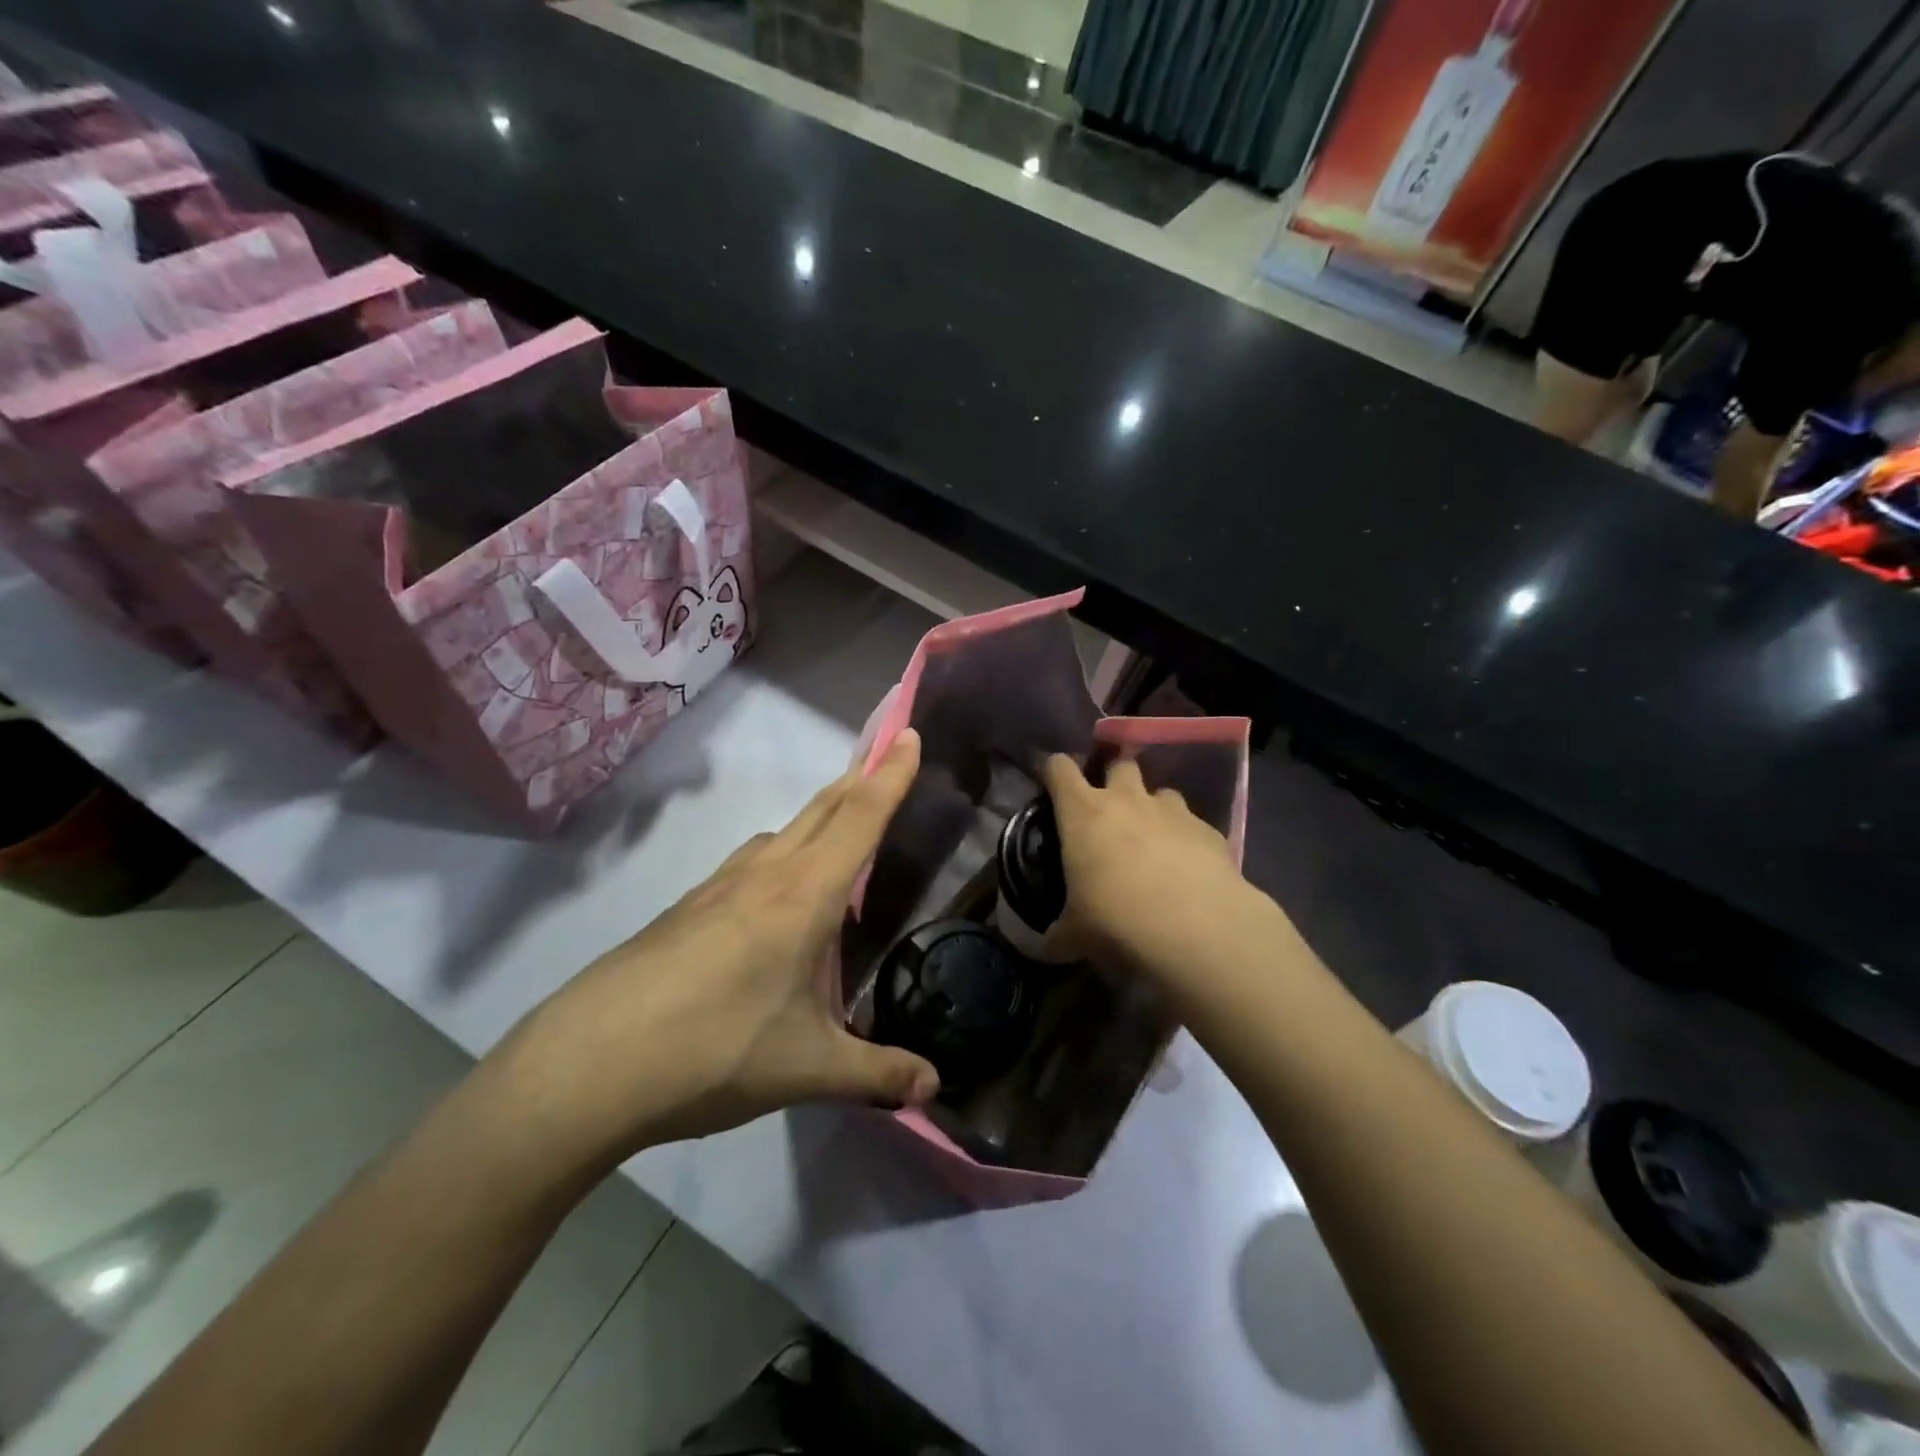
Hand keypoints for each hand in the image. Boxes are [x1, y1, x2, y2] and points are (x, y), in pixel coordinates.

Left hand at [488, 731, 940, 1169]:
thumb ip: (876, 1074)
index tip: (909, 733)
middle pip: (821, 809)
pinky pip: (750, 863)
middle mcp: (764, 874)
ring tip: (839, 838)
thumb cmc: (713, 1051)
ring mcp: (718, 886)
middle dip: (859, 779)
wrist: (589, 1064)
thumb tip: (933, 1088)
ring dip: (818, 818)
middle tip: (886, 759)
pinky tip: (775, 901)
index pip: (860, 818)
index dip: (890, 774)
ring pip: (782, 832)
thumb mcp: (807, 1069)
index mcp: (804, 895)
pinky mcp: (687, 908)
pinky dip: (780, 855)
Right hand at [1042, 754, 1269, 990]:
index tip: (1053, 788)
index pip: (1060, 768)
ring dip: (1153, 810)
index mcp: (1083, 812)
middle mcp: (1127, 800)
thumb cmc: (1116, 919)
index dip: (1055, 772)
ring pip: (1160, 792)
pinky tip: (1189, 870)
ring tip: (1153, 842)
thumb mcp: (1075, 934)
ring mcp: (1172, 810)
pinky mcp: (1209, 830)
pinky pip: (1192, 824)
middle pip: (1119, 765)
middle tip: (1110, 814)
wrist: (1195, 927)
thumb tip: (1047, 947)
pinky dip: (1187, 839)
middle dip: (1114, 781)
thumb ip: (1058, 933)